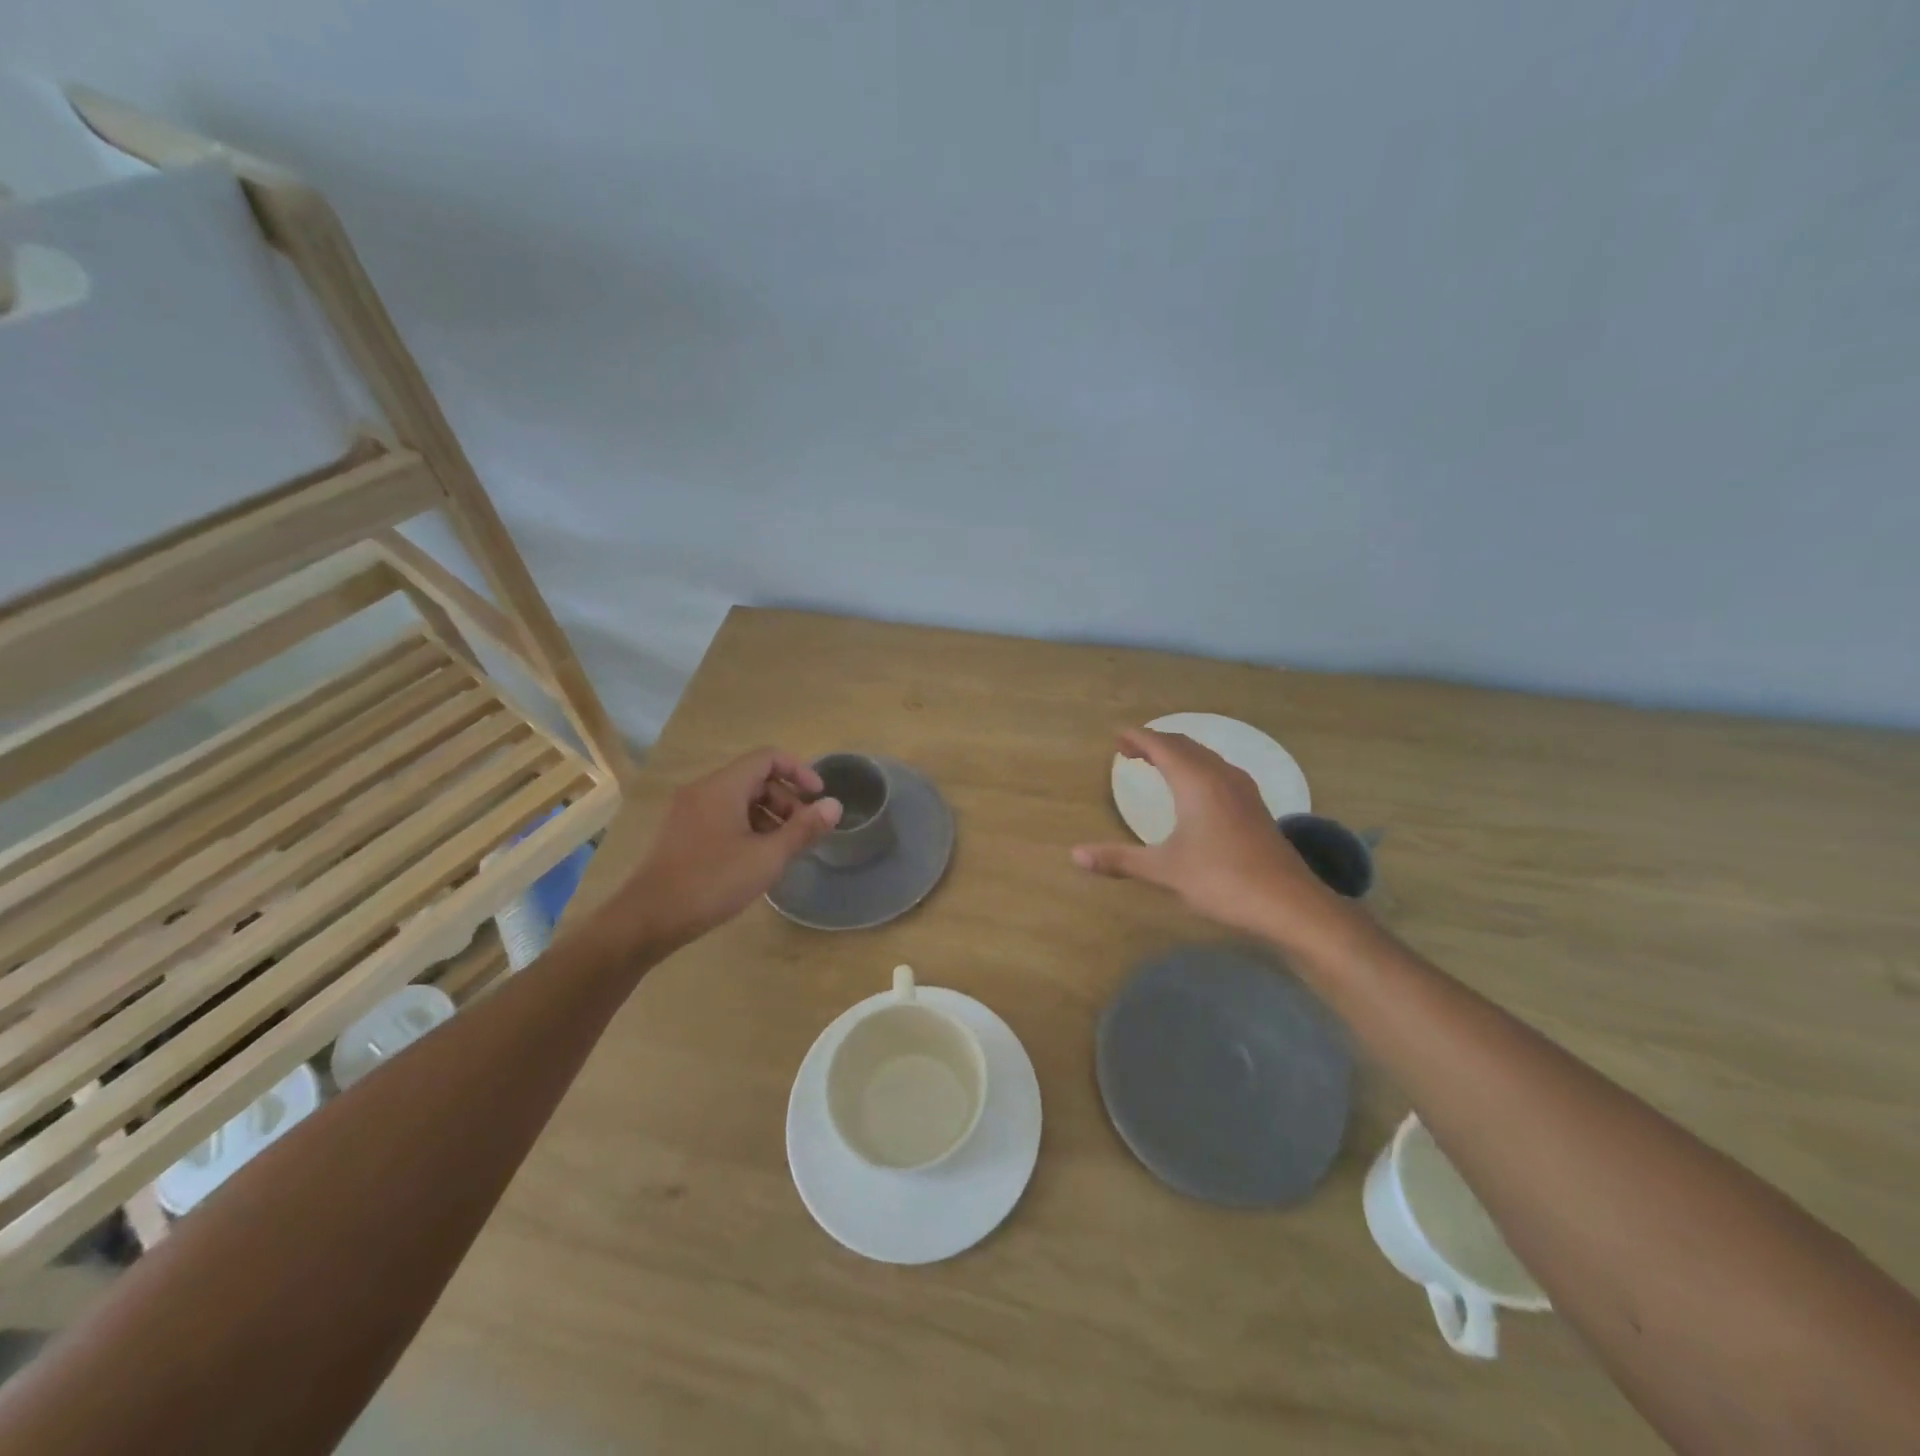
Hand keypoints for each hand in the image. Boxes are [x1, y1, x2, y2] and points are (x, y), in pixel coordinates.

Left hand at [602, 748, 842, 953]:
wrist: (647, 919)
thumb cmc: (712, 882)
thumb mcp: (767, 858)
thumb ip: (803, 829)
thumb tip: (834, 806)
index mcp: (723, 787)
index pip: (768, 758)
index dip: (799, 771)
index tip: (819, 797)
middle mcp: (703, 790)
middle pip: (754, 778)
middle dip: (786, 799)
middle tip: (803, 830)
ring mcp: (688, 811)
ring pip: (738, 799)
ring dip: (768, 815)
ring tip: (783, 848)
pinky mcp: (681, 833)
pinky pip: (722, 815)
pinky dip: (746, 826)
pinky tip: (755, 859)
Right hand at [1071, 728, 1353, 951]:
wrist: (1289, 903)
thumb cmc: (1222, 880)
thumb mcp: (1164, 871)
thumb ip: (1119, 860)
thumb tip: (1075, 855)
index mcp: (1196, 782)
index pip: (1162, 746)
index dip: (1138, 738)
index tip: (1117, 736)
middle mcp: (1220, 776)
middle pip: (1184, 746)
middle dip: (1155, 742)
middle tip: (1129, 749)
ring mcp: (1242, 790)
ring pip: (1204, 757)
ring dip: (1178, 754)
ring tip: (1156, 763)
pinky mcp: (1254, 806)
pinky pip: (1218, 770)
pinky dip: (1196, 767)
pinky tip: (1194, 788)